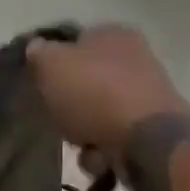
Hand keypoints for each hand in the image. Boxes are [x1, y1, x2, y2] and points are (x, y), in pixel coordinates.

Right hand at [26, 25, 185, 163]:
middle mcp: (135, 58)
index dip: (52, 60)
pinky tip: (99, 157)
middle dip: (68, 103)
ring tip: (80, 144)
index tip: (39, 81)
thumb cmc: (95, 93)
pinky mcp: (152, 130)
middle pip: (85, 80)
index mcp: (113, 33)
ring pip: (97, 112)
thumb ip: (38, 53)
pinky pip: (114, 138)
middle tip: (56, 115)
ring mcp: (147, 95)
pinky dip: (102, 150)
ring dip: (82, 131)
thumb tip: (37, 48)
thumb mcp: (51, 64)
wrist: (148, 142)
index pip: (74, 40)